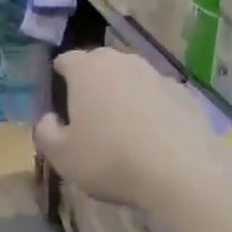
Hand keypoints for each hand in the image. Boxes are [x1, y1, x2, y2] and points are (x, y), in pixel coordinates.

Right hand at [32, 47, 216, 210]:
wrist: (182, 171)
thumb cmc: (109, 159)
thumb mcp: (62, 156)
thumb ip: (46, 132)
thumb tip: (49, 119)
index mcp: (87, 69)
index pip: (66, 60)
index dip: (59, 77)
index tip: (59, 99)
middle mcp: (122, 62)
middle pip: (100, 65)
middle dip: (92, 84)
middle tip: (88, 115)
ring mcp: (157, 75)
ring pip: (132, 80)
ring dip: (124, 96)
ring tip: (123, 129)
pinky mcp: (185, 94)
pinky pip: (158, 97)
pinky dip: (152, 111)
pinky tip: (153, 139)